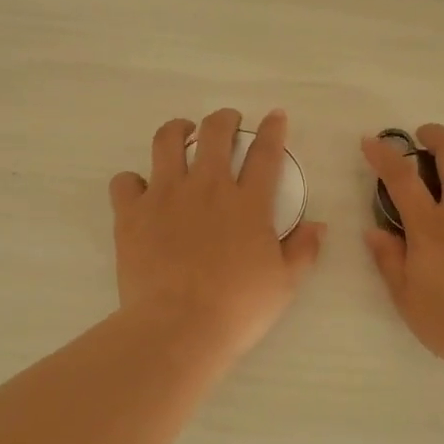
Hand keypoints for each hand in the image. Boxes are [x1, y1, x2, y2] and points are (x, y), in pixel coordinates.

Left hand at [110, 108, 325, 360]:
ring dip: (177, 130)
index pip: (265, 153)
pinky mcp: (132, 213)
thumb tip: (319, 226)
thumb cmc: (238, 308)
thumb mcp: (284, 284)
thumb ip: (304, 250)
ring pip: (166, 141)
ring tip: (181, 133)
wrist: (178, 327)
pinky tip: (139, 190)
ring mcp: (165, 196)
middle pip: (215, 133)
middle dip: (224, 119)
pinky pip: (125, 181)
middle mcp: (207, 188)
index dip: (272, 130)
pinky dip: (132, 181)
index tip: (274, 116)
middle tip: (228, 123)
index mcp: (248, 203)